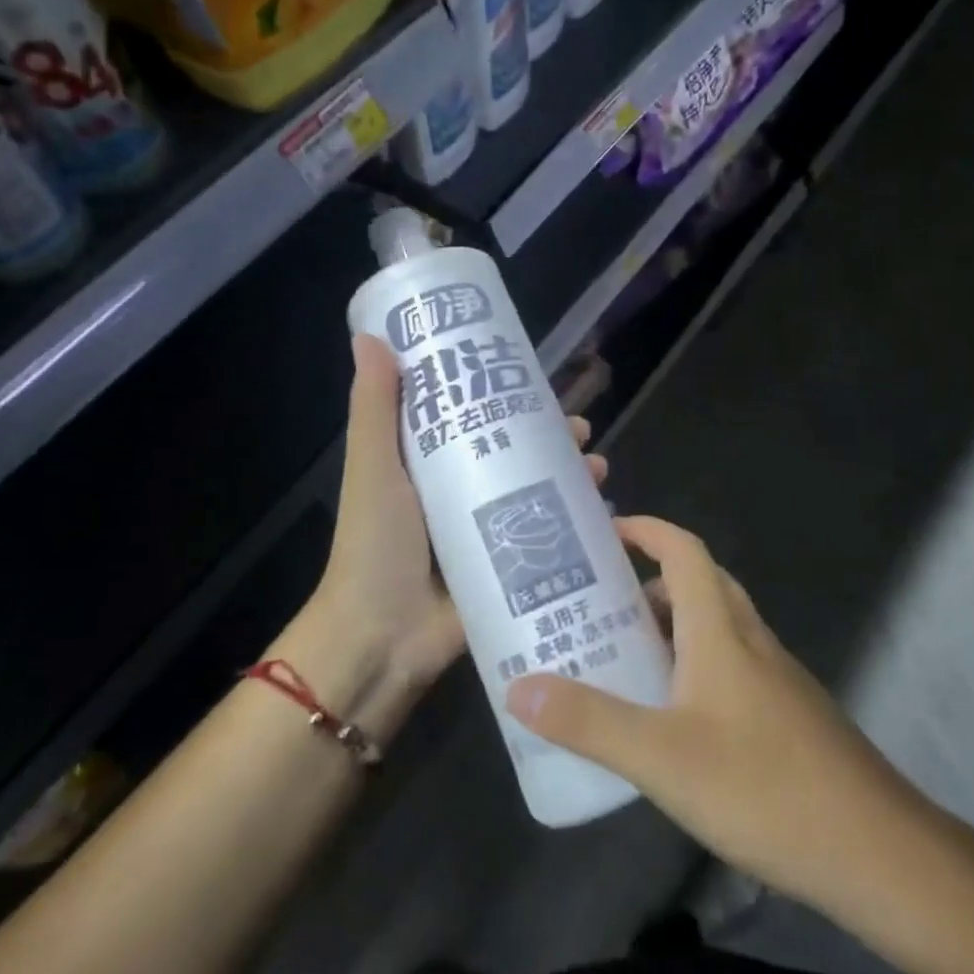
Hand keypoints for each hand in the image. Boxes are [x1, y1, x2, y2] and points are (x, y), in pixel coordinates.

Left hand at [283, 334, 606, 737]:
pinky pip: (546, 540)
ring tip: (599, 469)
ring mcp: (485, 534)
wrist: (382, 637)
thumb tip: (370, 336)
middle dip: (550, 440)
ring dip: (570, 479)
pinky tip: (604, 515)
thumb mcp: (373, 466)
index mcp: (424, 466)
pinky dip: (575, 526)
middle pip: (512, 455)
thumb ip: (376, 407)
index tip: (534, 379)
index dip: (501, 396)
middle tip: (582, 429)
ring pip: (535, 494)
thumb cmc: (376, 543)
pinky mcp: (506, 570)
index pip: (469, 417)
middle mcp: (458, 494)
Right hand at [505, 516, 919, 914]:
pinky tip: (667, 717)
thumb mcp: (662, 757)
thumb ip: (590, 721)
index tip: (604, 532)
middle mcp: (750, 641)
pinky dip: (691, 667)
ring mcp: (774, 679)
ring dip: (669, 627)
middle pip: (699, 584)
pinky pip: (729, 667)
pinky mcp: (785, 716)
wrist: (878, 853)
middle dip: (648, 582)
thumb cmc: (765, 788)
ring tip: (619, 656)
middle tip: (597, 602)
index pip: (685, 551)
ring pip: (715, 629)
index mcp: (721, 630)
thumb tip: (519, 689)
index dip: (647, 530)